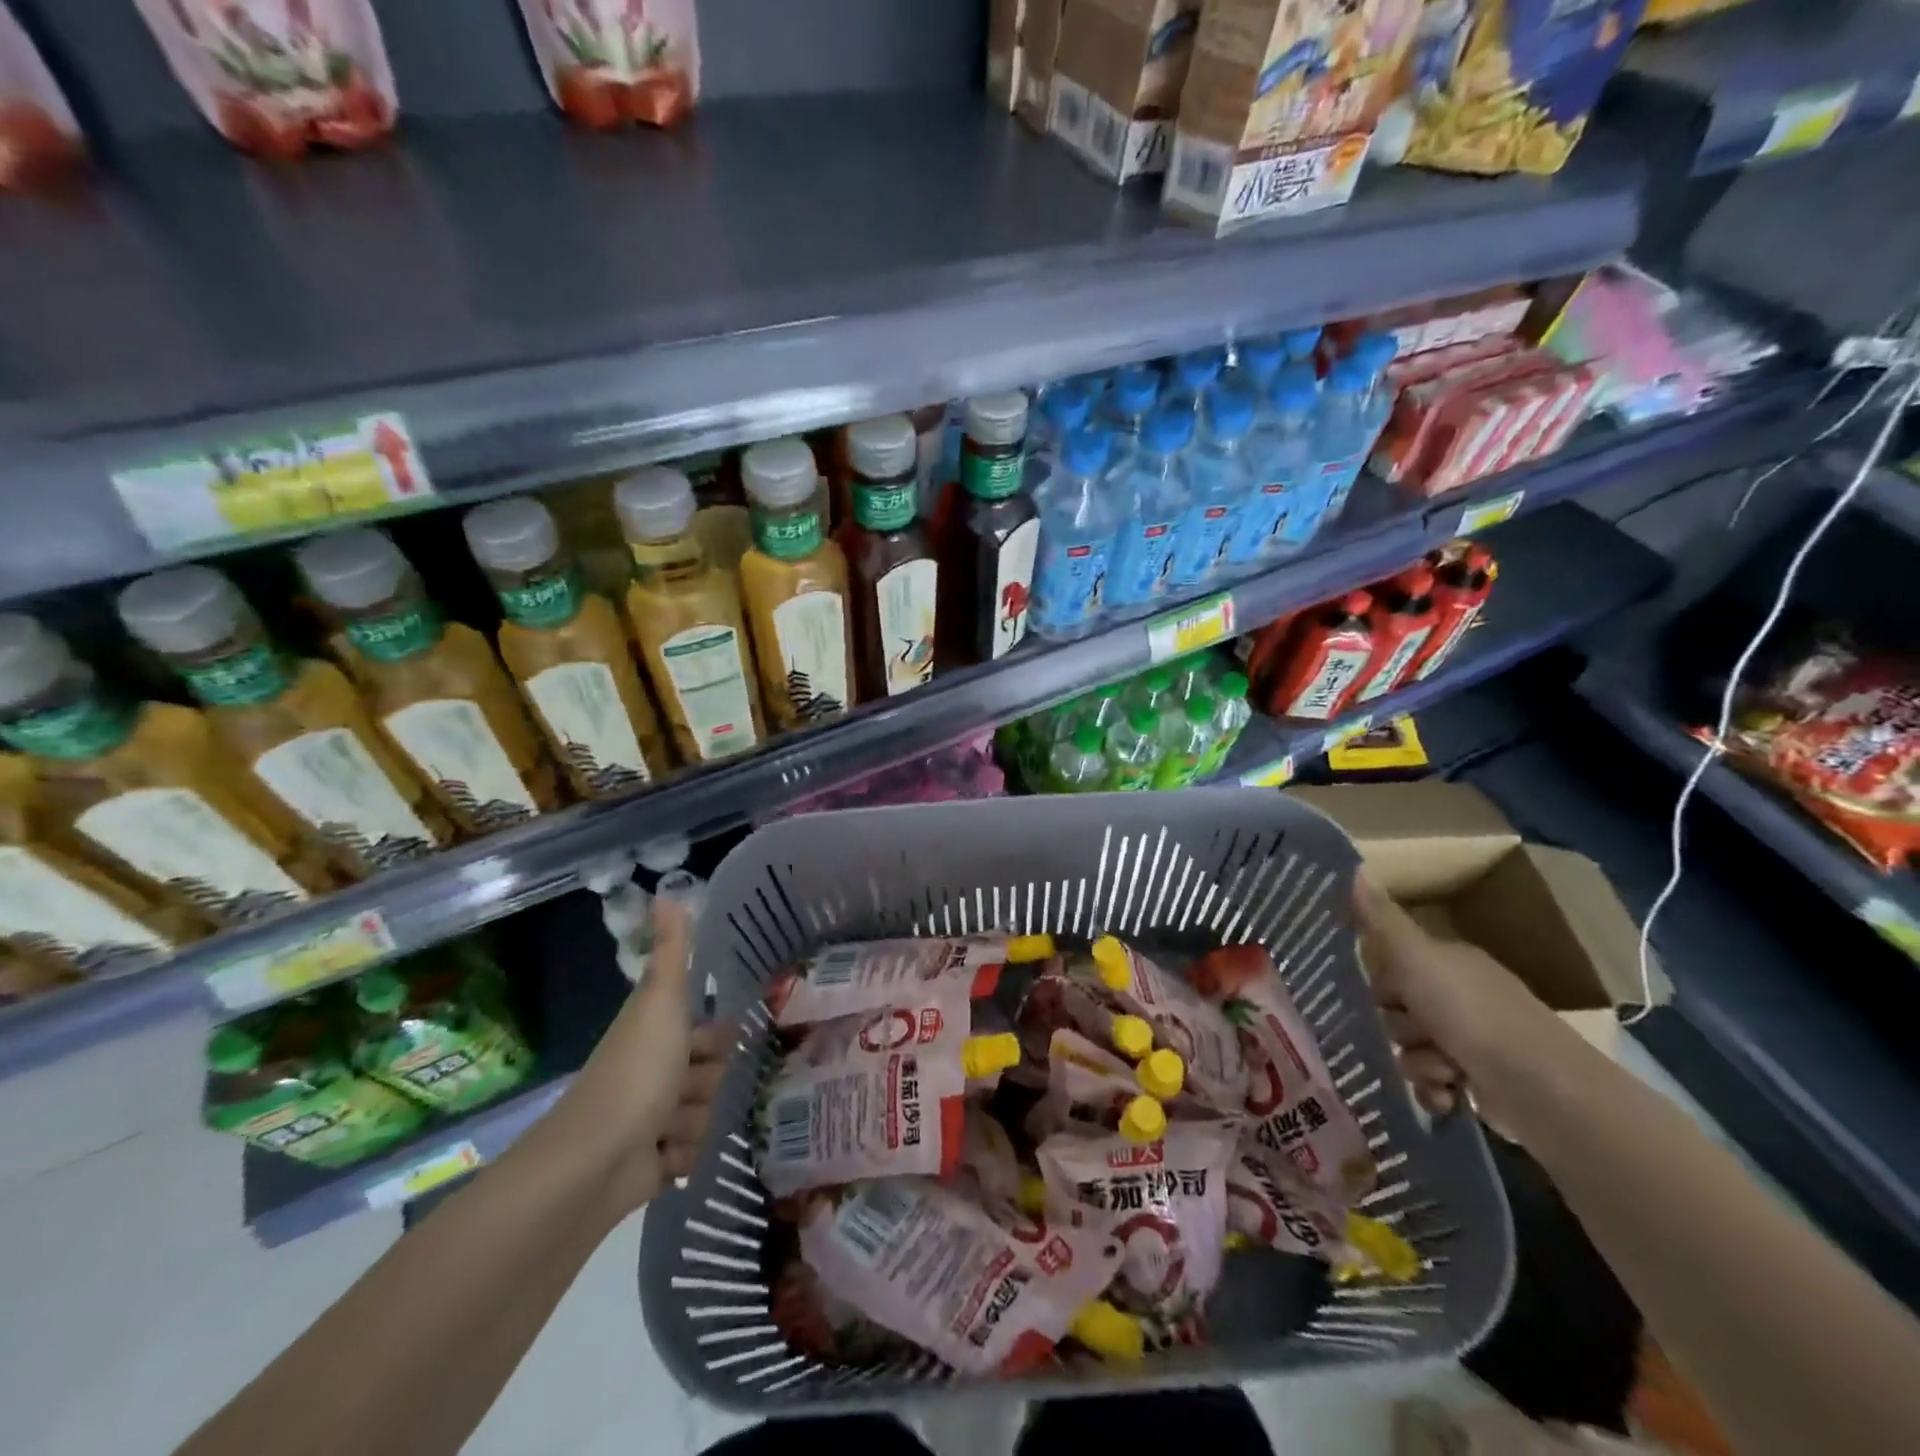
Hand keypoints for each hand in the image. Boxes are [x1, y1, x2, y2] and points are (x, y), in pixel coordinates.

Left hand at [543, 894, 728, 1216]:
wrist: (594, 1160)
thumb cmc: (636, 1072)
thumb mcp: (661, 1001)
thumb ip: (672, 950)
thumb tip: (669, 889)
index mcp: (657, 1035)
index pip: (707, 1030)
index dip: (717, 1036)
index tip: (719, 1042)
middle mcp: (655, 1073)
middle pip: (710, 1073)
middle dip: (707, 1083)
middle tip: (687, 1087)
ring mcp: (652, 1120)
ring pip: (704, 1114)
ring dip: (694, 1121)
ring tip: (668, 1127)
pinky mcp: (653, 1163)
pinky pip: (691, 1154)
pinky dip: (682, 1156)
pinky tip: (665, 1157)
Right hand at [1353, 874, 1562, 1120]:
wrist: (1543, 1089)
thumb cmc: (1472, 1014)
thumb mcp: (1416, 959)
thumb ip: (1381, 920)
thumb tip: (1354, 866)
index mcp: (1448, 963)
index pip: (1392, 965)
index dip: (1377, 981)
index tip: (1369, 995)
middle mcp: (1461, 996)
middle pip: (1396, 1009)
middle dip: (1395, 1028)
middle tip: (1410, 1034)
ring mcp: (1473, 1041)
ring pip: (1410, 1048)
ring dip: (1416, 1063)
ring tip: (1439, 1071)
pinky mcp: (1480, 1082)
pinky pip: (1432, 1083)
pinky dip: (1434, 1091)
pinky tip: (1445, 1096)